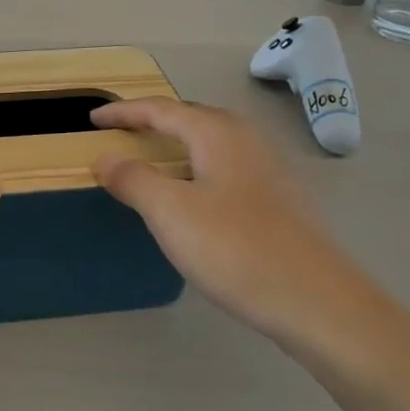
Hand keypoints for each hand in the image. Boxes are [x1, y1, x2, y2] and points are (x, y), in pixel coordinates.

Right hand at [90, 99, 391, 360]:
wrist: (317, 301)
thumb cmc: (236, 249)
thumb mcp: (171, 213)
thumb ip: (134, 179)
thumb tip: (105, 157)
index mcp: (217, 133)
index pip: (160, 109)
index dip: (123, 112)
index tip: (92, 119)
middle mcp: (245, 140)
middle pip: (190, 118)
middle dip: (152, 121)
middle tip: (121, 133)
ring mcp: (267, 169)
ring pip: (210, 144)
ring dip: (176, 145)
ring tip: (150, 160)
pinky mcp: (278, 199)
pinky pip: (224, 168)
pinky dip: (196, 169)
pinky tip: (192, 197)